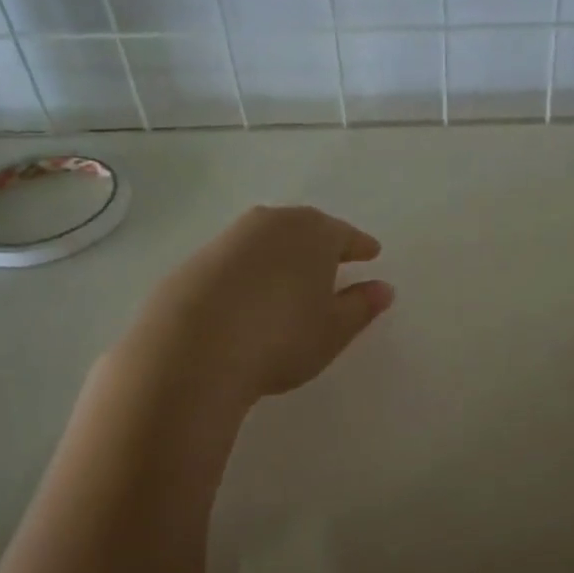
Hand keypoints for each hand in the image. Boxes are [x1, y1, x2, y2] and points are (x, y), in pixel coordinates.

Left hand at [135, 206, 393, 403]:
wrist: (191, 348)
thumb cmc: (280, 337)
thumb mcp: (333, 329)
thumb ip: (361, 306)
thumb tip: (382, 288)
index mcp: (313, 232)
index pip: (346, 235)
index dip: (360, 247)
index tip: (372, 253)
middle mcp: (271, 223)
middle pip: (305, 229)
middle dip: (321, 245)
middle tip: (333, 262)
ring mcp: (229, 239)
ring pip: (268, 241)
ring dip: (282, 256)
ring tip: (292, 279)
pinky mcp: (195, 260)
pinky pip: (237, 260)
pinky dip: (251, 272)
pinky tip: (250, 296)